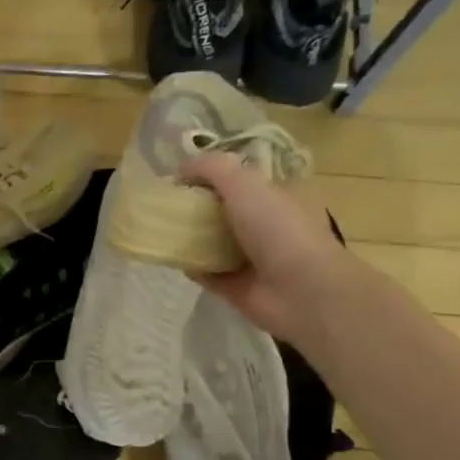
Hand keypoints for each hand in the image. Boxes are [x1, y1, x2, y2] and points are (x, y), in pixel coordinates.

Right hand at [181, 153, 362, 343]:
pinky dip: (189, 266)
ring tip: (160, 229)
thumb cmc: (278, 229)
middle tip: (165, 204)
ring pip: (211, 242)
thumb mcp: (245, 183)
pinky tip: (172, 257)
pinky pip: (205, 272)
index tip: (179, 178)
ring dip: (189, 237)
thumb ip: (211, 168)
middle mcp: (264, 225)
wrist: (300, 291)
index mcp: (275, 196)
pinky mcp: (235, 286)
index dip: (210, 175)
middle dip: (195, 207)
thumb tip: (179, 169)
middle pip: (222, 211)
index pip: (239, 180)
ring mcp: (250, 257)